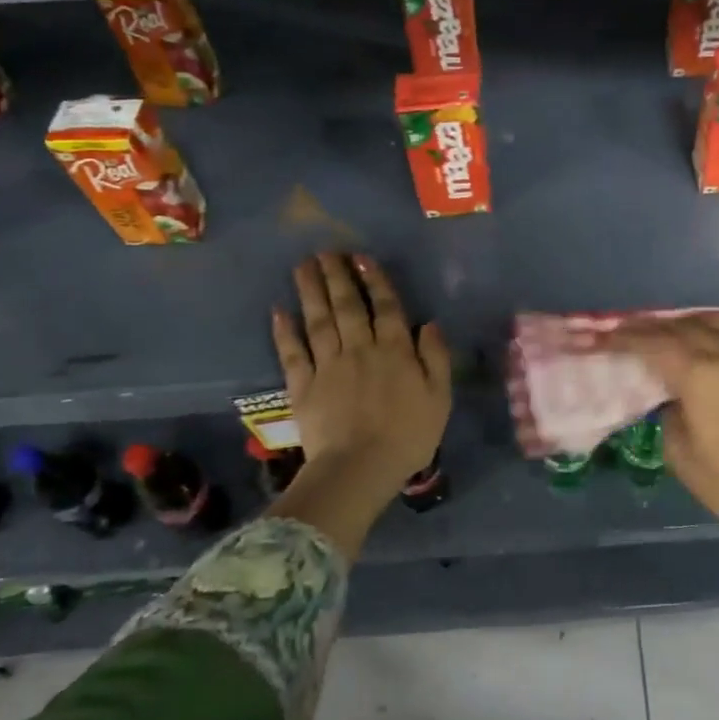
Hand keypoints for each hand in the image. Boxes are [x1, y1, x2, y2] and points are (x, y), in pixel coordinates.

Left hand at [271, 253, 452, 503]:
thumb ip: (435, 357)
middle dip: (337, 276)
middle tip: (326, 251)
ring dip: (311, 291)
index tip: (362, 258)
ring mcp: (328, 366)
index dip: (374, 280)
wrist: (360, 468)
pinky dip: (284, 331)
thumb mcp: (439, 397)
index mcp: (394, 351)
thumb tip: (429, 323)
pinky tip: (279, 311)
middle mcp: (359, 349)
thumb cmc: (408, 435)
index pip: (385, 307)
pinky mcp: (303, 386)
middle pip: (347, 306)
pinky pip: (292, 353)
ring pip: (319, 321)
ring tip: (304, 266)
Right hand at [601, 316, 718, 578]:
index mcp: (699, 378)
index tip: (611, 334)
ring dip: (706, 322)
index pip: (655, 345)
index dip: (629, 337)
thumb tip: (674, 401)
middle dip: (660, 326)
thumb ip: (670, 420)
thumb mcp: (682, 459)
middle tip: (643, 331)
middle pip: (690, 328)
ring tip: (693, 329)